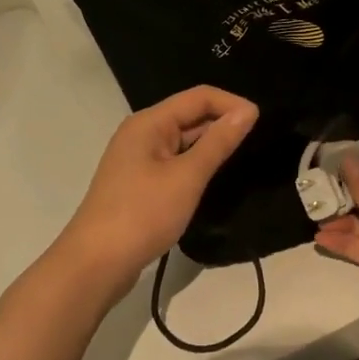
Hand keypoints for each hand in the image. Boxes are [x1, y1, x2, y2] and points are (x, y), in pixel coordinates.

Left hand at [57, 86, 258, 282]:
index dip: (231, 104)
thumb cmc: (143, 214)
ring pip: (183, 141)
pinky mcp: (139, 183)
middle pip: (189, 115)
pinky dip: (196, 164)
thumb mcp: (187, 177)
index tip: (262, 121)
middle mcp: (141, 133)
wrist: (96, 263)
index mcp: (149, 123)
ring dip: (210, 145)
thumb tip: (247, 111)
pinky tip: (213, 178)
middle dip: (222, 122)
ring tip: (243, 157)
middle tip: (259, 140)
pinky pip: (174, 162)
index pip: (199, 97)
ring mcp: (138, 159)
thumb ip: (218, 142)